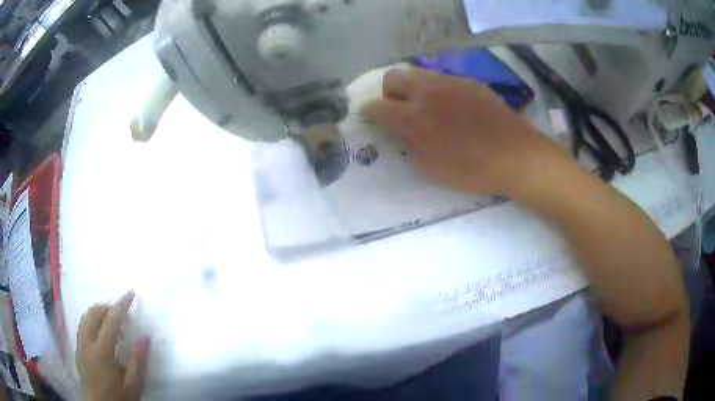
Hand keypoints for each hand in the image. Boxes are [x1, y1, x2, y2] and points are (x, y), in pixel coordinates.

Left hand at [76, 291, 150, 400]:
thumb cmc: (118, 399)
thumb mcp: (133, 386)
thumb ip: (138, 361)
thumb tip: (146, 336)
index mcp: (102, 352)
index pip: (111, 321)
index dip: (121, 305)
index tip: (130, 293)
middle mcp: (87, 343)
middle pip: (93, 314)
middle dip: (108, 308)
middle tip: (123, 317)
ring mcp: (80, 346)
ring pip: (85, 318)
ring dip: (98, 314)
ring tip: (112, 325)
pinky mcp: (77, 351)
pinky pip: (82, 327)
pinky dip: (91, 322)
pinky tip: (100, 335)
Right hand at [361, 68, 570, 197]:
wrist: (514, 155)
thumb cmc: (471, 169)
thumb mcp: (430, 168)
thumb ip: (408, 144)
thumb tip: (400, 130)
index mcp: (414, 116)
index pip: (377, 106)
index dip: (369, 112)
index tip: (371, 118)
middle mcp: (427, 91)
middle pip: (393, 77)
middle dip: (389, 92)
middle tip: (400, 110)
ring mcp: (450, 82)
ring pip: (419, 74)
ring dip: (414, 89)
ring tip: (428, 109)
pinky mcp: (469, 82)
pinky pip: (443, 80)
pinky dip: (438, 91)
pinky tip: (454, 109)